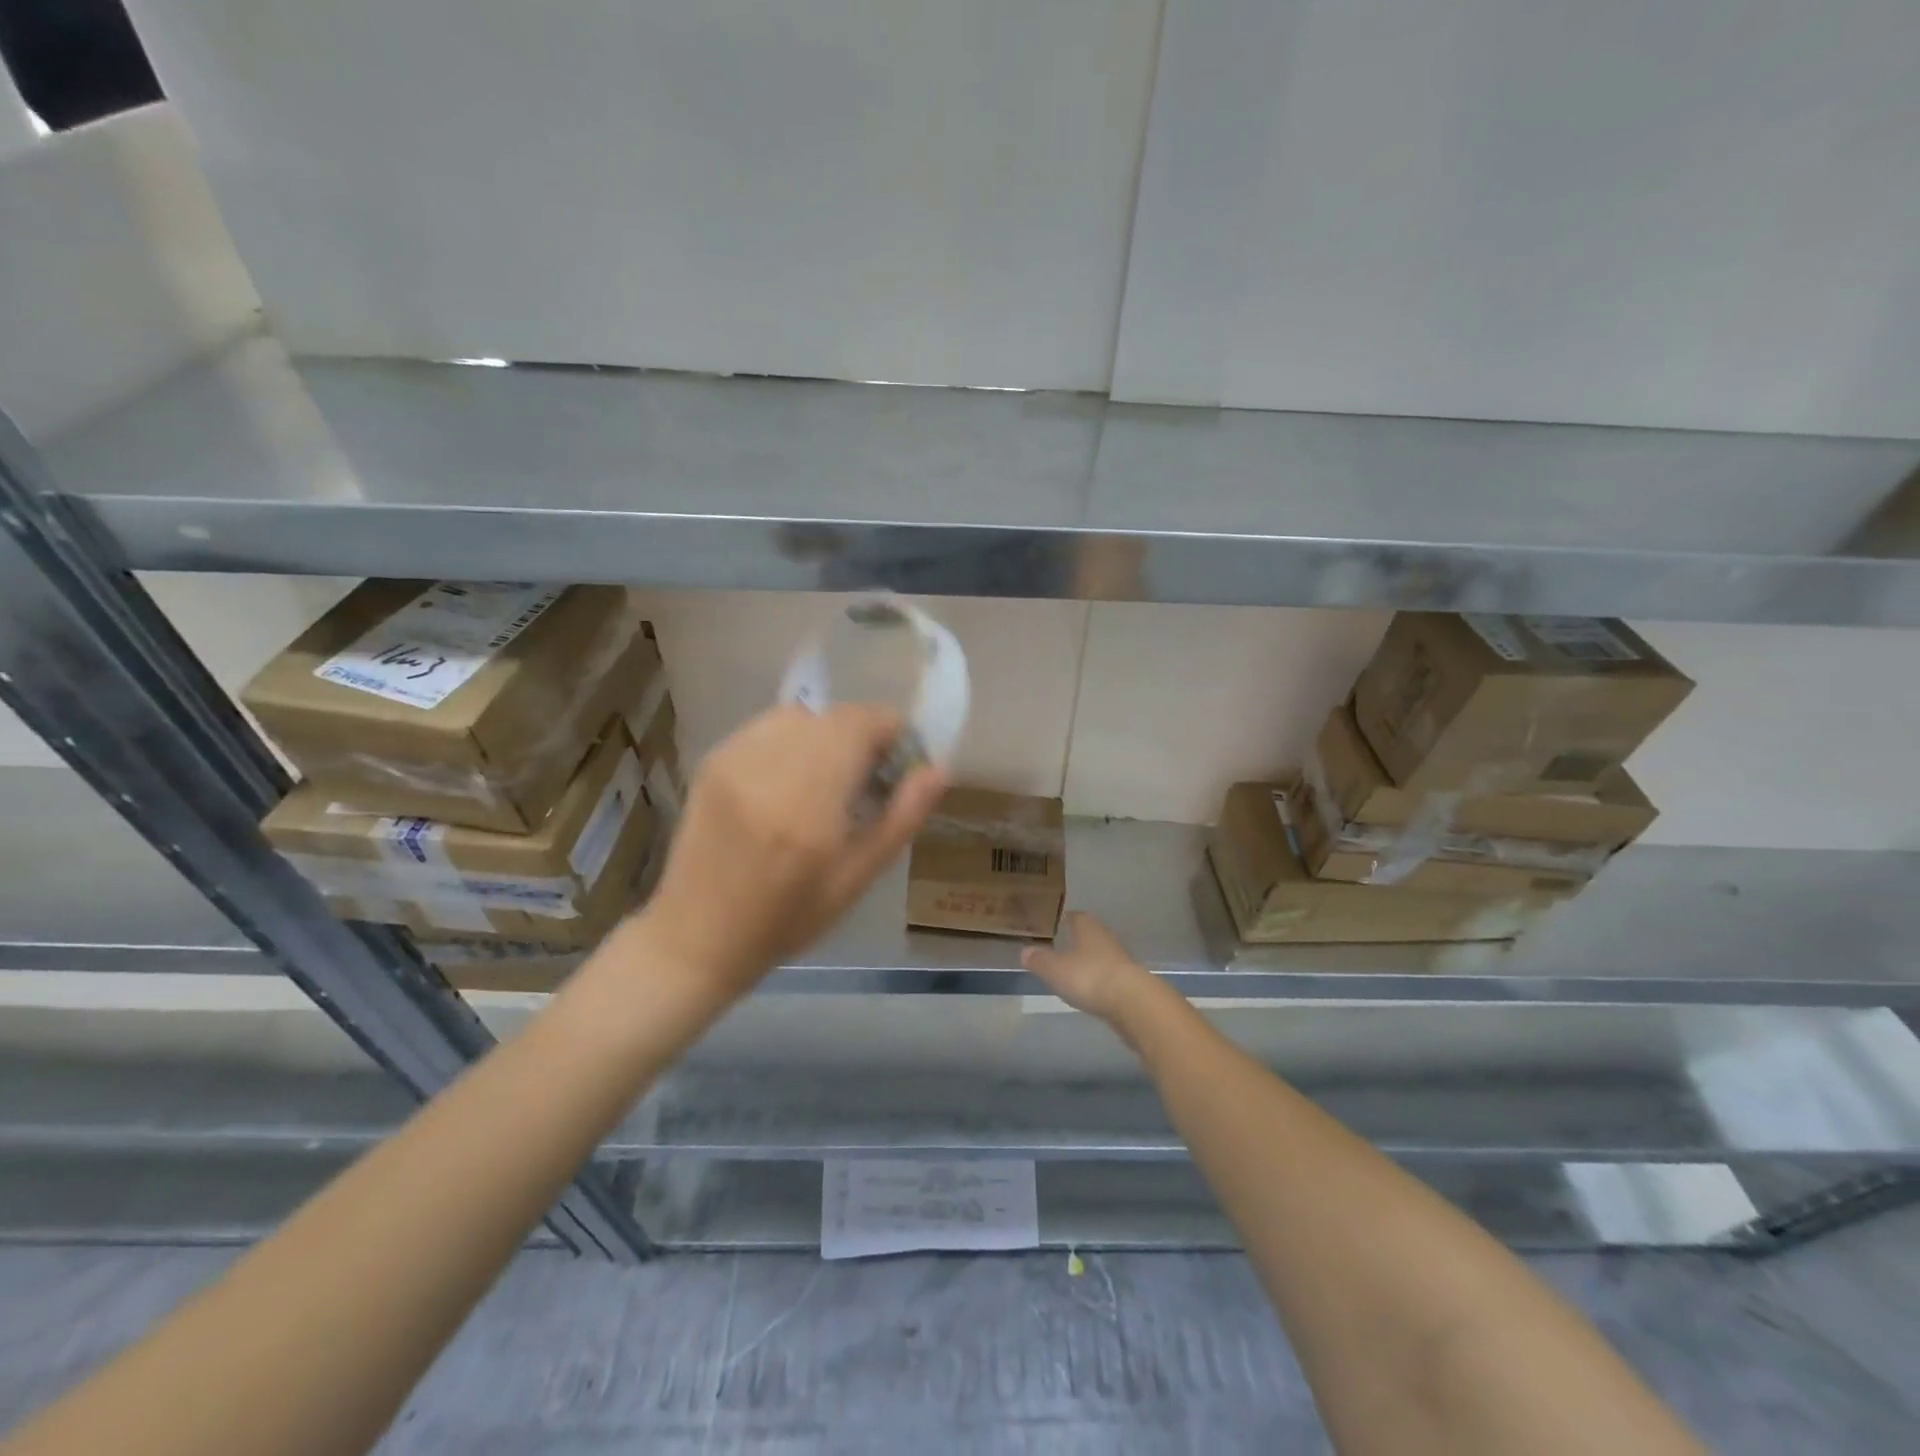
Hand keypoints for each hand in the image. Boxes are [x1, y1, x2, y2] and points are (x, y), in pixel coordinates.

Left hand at [642, 703, 947, 998]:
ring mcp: (735, 759)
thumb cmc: (787, 918)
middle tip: (869, 776)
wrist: (697, 935)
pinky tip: (792, 778)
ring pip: (801, 715)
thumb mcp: (857, 879)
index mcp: (808, 804)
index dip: (892, 730)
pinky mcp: (714, 760)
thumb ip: (902, 817)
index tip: (901, 760)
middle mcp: (768, 769)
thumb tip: (938, 768)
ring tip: (830, 776)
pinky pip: (768, 726)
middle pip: (833, 716)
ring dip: (828, 734)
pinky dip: (793, 739)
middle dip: (862, 735)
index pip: (860, 725)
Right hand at [1021, 912, 1157, 1023]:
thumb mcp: (1055, 969)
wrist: (1132, 1003)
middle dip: (1079, 939)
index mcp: (1088, 929)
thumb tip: (1025, 951)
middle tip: (1063, 945)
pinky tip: (1092, 989)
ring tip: (1075, 969)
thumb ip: (1039, 960)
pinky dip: (1100, 979)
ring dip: (1090, 960)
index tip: (1057, 922)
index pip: (1077, 916)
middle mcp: (1106, 939)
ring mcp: (1121, 960)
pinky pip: (1110, 975)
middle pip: (1091, 934)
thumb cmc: (1089, 977)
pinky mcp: (1130, 982)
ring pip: (1101, 955)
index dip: (1066, 918)